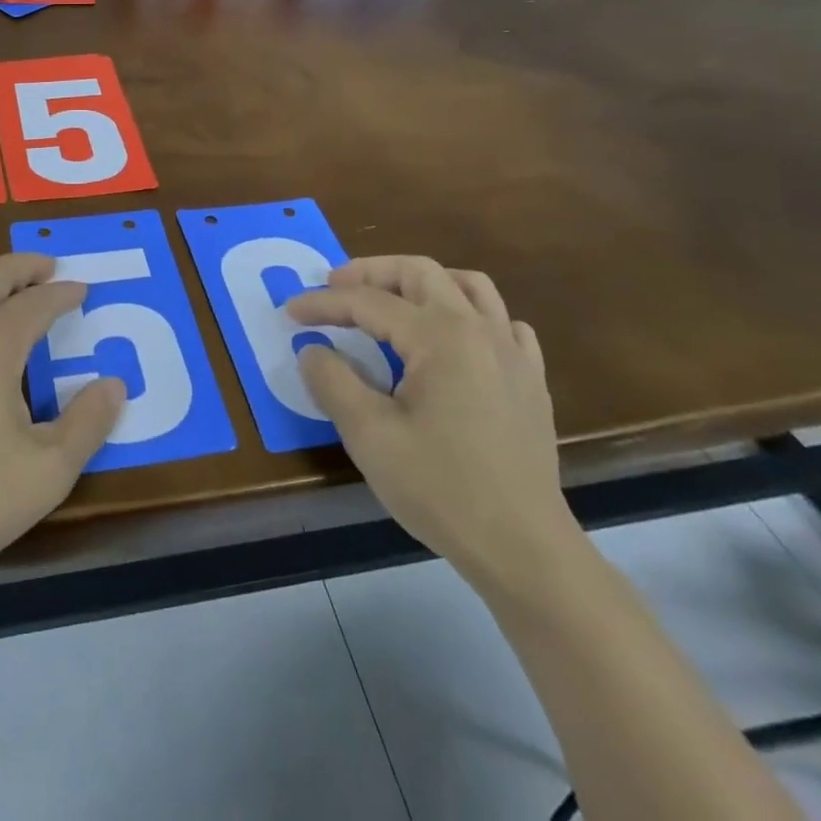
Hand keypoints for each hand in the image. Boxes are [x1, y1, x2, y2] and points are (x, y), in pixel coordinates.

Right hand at [287, 257, 578, 588]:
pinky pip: (502, 322)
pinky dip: (471, 315)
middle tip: (335, 286)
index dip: (324, 303)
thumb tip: (312, 350)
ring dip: (422, 282)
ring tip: (392, 299)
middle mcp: (478, 329)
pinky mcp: (530, 380)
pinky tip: (454, 340)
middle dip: (371, 272)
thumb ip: (332, 382)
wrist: (524, 549)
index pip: (369, 303)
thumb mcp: (369, 436)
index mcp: (439, 336)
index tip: (290, 311)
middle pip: (420, 272)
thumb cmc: (441, 489)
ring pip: (468, 285)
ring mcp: (512, 352)